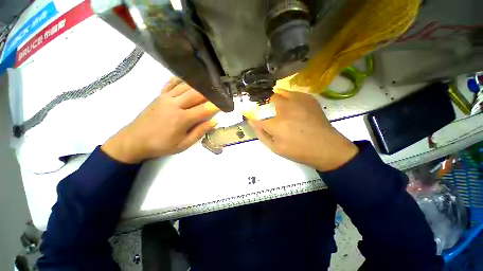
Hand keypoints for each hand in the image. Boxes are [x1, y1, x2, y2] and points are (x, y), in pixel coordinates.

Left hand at [102, 78, 218, 162]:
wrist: (134, 140)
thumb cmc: (161, 145)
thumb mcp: (183, 144)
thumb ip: (199, 132)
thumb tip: (214, 122)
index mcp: (182, 118)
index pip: (204, 109)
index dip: (216, 106)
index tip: (224, 103)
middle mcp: (175, 104)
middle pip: (197, 94)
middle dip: (210, 92)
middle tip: (219, 91)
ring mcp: (166, 97)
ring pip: (186, 86)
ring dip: (199, 85)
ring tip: (208, 84)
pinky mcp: (159, 95)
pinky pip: (172, 83)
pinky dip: (181, 80)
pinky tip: (188, 79)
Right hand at [247, 89, 357, 171]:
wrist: (326, 147)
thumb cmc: (299, 151)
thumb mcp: (276, 148)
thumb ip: (262, 135)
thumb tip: (253, 123)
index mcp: (277, 124)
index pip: (257, 117)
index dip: (250, 115)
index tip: (247, 114)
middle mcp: (286, 109)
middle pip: (267, 98)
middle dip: (261, 101)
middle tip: (261, 106)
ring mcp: (298, 101)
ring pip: (280, 91)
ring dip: (273, 97)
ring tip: (273, 103)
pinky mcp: (308, 99)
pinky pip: (292, 93)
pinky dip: (286, 96)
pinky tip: (288, 104)